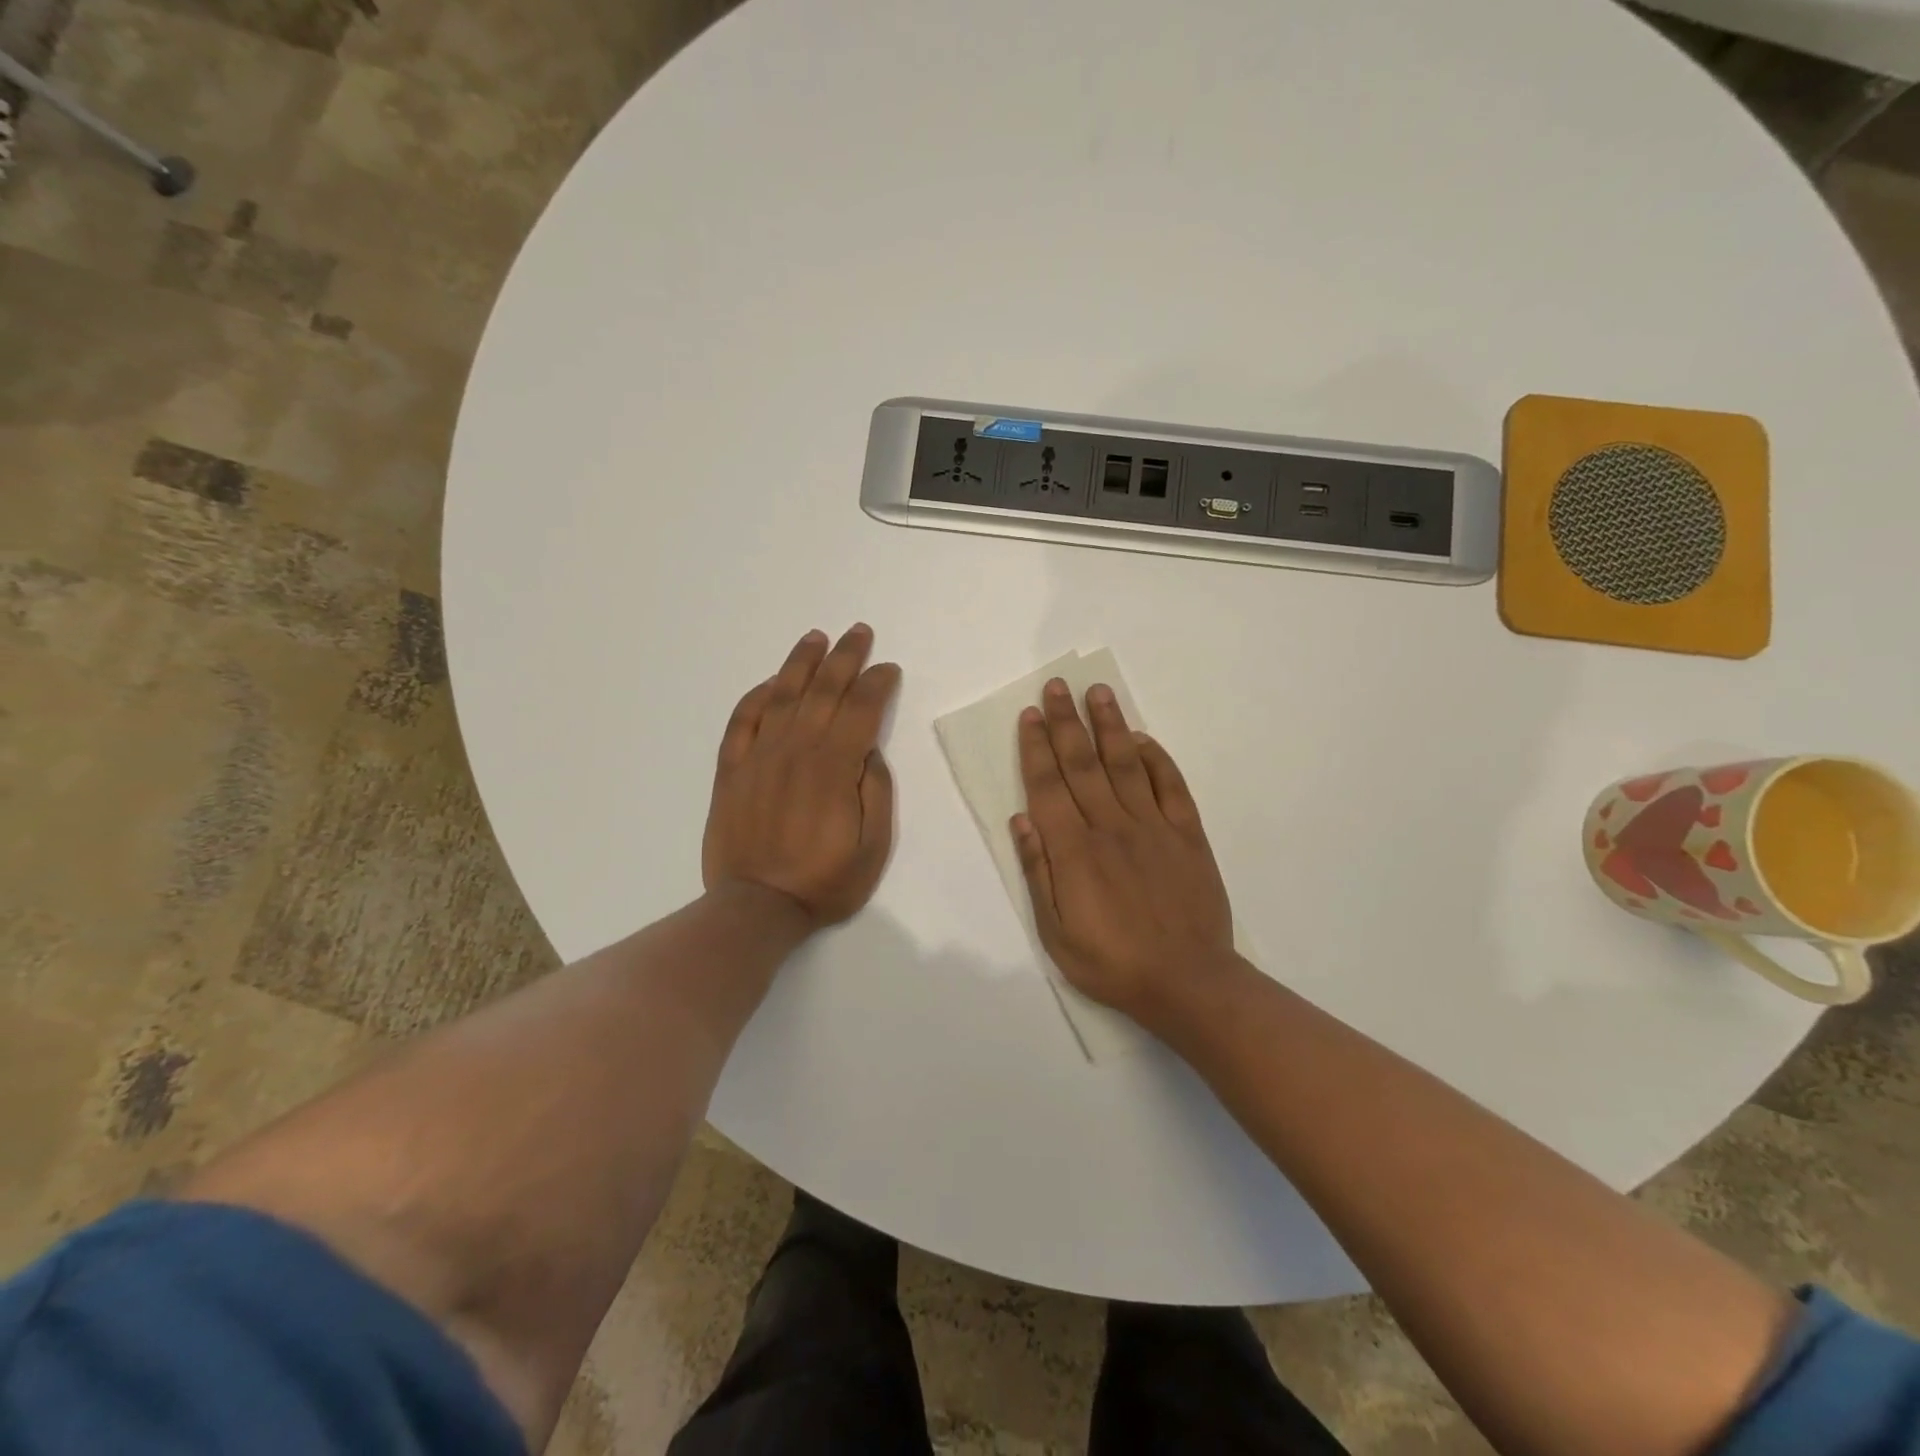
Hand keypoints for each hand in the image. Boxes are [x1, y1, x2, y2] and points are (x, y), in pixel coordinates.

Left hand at [703, 624, 901, 927]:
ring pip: (781, 696)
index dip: (877, 684)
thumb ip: (875, 792)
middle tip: (859, 632)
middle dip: (845, 658)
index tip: (888, 669)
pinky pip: (741, 721)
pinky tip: (770, 683)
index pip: (860, 709)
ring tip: (816, 639)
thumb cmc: (824, 882)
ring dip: (800, 663)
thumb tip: (868, 751)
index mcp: (833, 768)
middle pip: (823, 691)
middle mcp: (796, 751)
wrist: (756, 907)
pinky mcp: (732, 770)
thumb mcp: (873, 847)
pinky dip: (755, 697)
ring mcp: (759, 757)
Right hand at [1012, 679, 1234, 1022]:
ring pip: (1126, 764)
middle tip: (1057, 685)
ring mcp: (1153, 827)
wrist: (1187, 982)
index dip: (1037, 747)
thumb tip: (1021, 819)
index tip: (1031, 715)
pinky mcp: (1187, 835)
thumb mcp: (1056, 932)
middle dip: (1067, 722)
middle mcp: (1110, 826)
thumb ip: (1038, 872)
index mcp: (1074, 850)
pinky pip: (1170, 786)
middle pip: (1083, 763)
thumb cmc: (1111, 963)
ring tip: (1098, 692)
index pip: (1048, 786)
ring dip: (1110, 725)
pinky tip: (1142, 739)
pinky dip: (1156, 759)